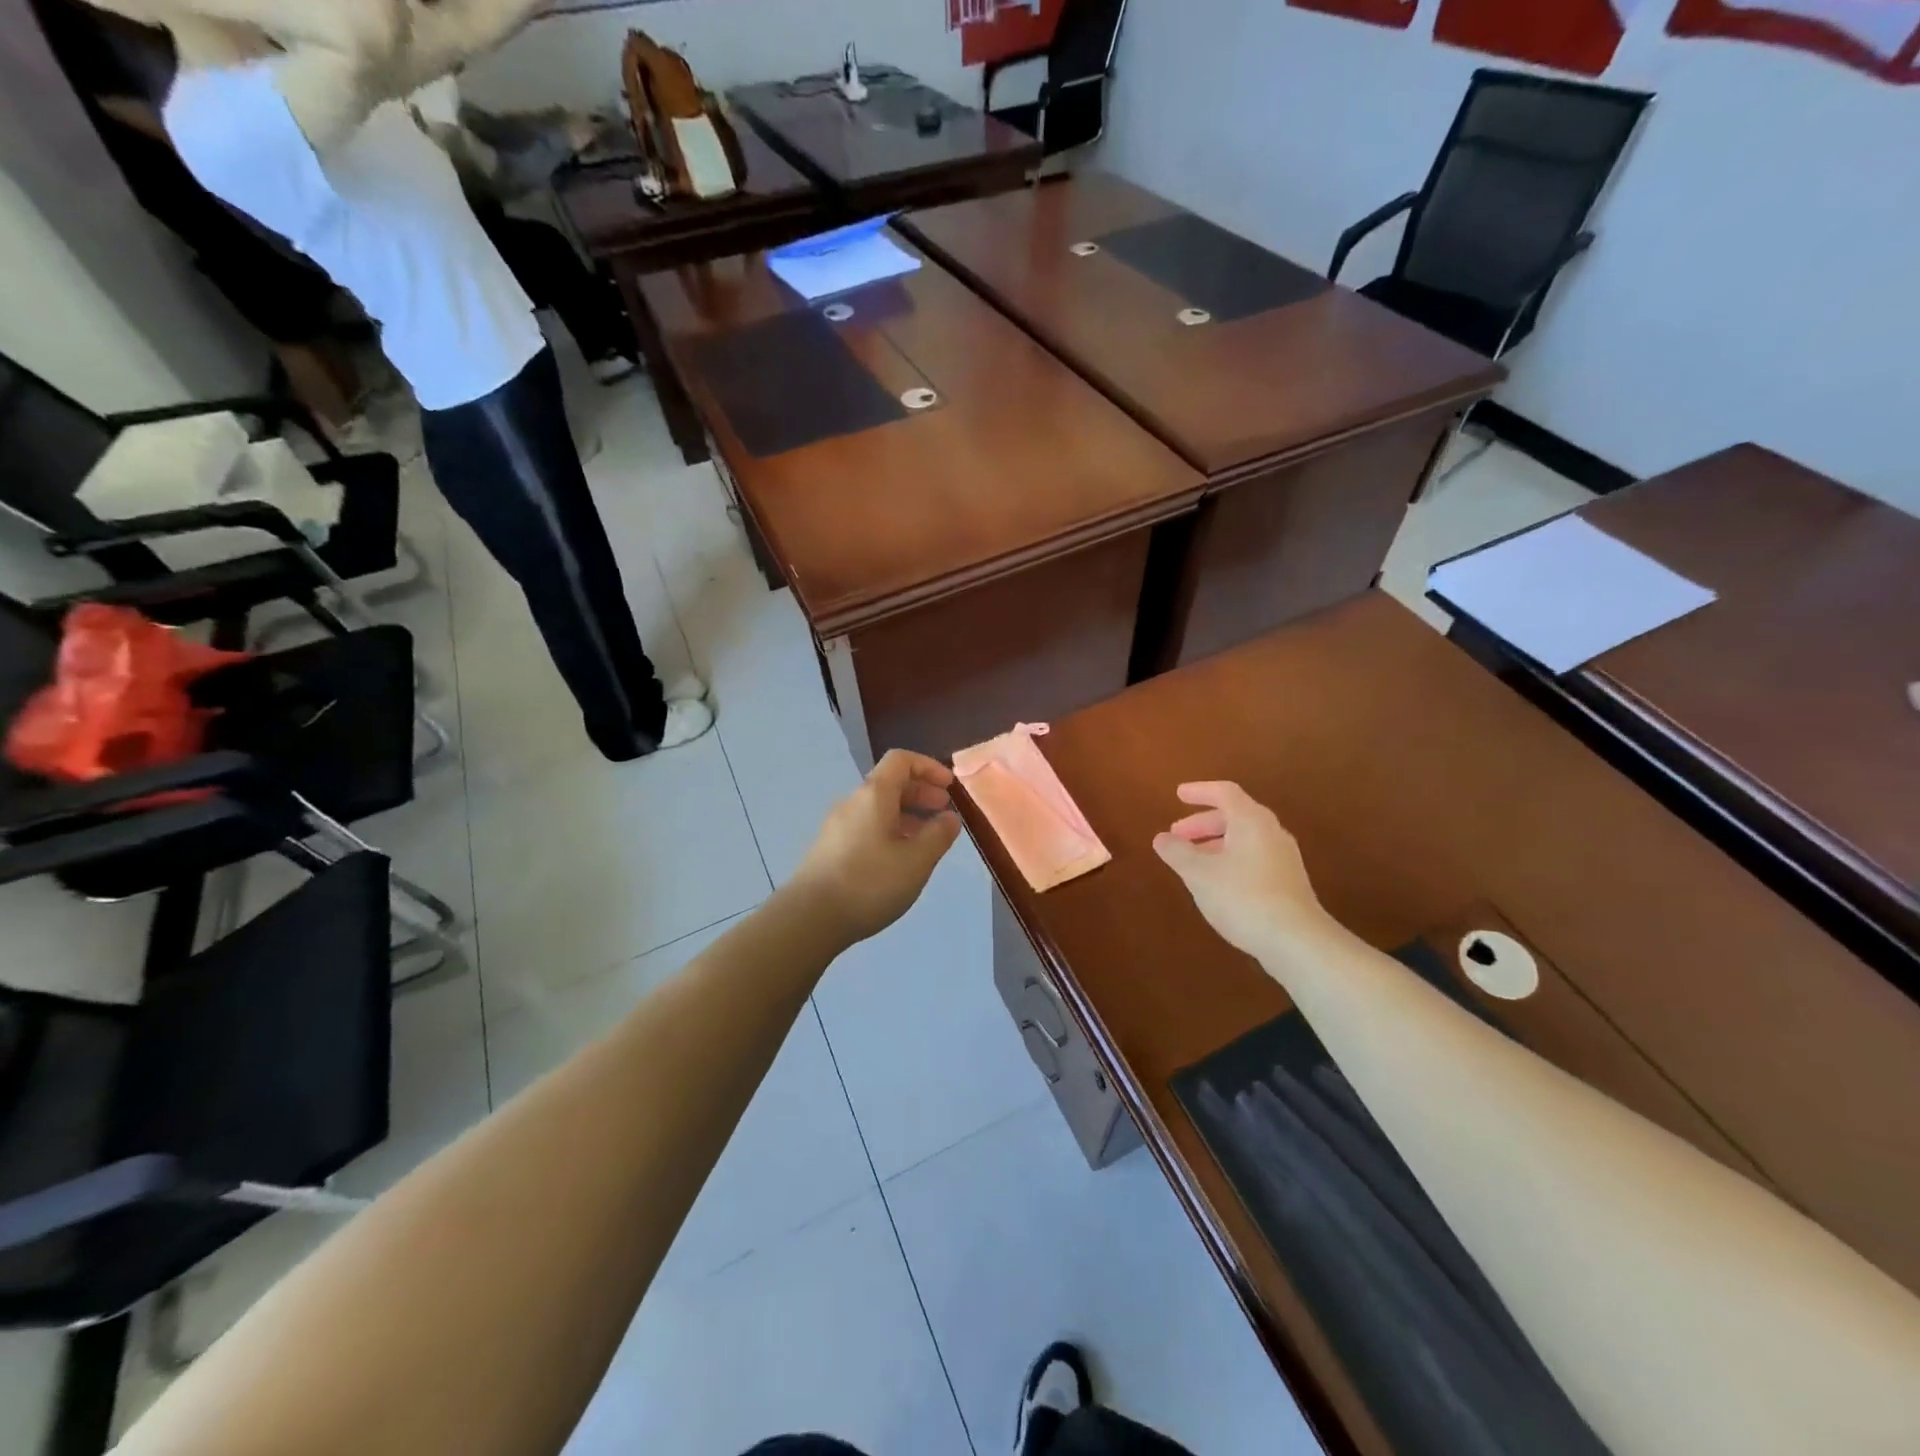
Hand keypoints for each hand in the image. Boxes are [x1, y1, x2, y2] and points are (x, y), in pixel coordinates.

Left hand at [793, 750, 961, 944]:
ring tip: (927, 838)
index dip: (928, 767)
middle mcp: (853, 802)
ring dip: (907, 814)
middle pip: (889, 783)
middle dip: (921, 792)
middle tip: (944, 812)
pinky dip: (890, 830)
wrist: (810, 918)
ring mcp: (838, 826)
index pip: (901, 760)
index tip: (950, 787)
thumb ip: (938, 835)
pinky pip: (866, 826)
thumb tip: (949, 818)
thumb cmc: (869, 883)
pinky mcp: (830, 848)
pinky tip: (899, 858)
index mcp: (874, 795)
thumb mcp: (916, 861)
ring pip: (878, 808)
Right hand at [1152, 782, 1337, 962]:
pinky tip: (1216, 882)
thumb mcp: (1199, 874)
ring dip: (1215, 843)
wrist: (1296, 941)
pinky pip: (1253, 857)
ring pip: (1244, 838)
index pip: (1224, 792)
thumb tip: (1161, 838)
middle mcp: (1271, 832)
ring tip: (1192, 861)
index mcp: (1251, 821)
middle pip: (1234, 815)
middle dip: (1202, 823)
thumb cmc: (1242, 897)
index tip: (1178, 795)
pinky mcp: (1288, 882)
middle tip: (1177, 835)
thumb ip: (1177, 852)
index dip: (1199, 791)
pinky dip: (1230, 859)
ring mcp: (1283, 858)